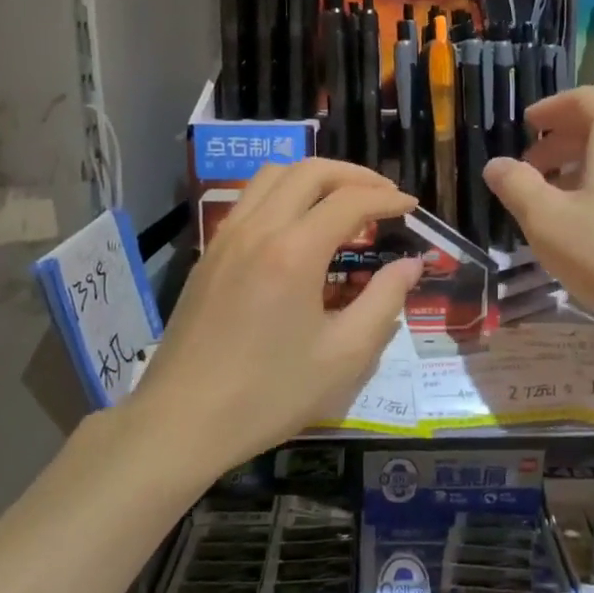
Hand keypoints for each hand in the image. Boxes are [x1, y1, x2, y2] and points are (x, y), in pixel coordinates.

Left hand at [134, 159, 421, 473]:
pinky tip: (298, 227)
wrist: (182, 420)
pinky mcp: (208, 255)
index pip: (348, 201)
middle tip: (383, 195)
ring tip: (343, 202)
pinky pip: (249, 201)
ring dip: (314, 178)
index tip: (411, 207)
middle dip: (353, 176)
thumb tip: (410, 264)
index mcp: (293, 252)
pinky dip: (283, 195)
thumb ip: (384, 302)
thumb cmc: (269, 394)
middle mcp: (257, 230)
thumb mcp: (344, 356)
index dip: (386, 199)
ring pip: (272, 176)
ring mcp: (225, 238)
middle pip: (308, 171)